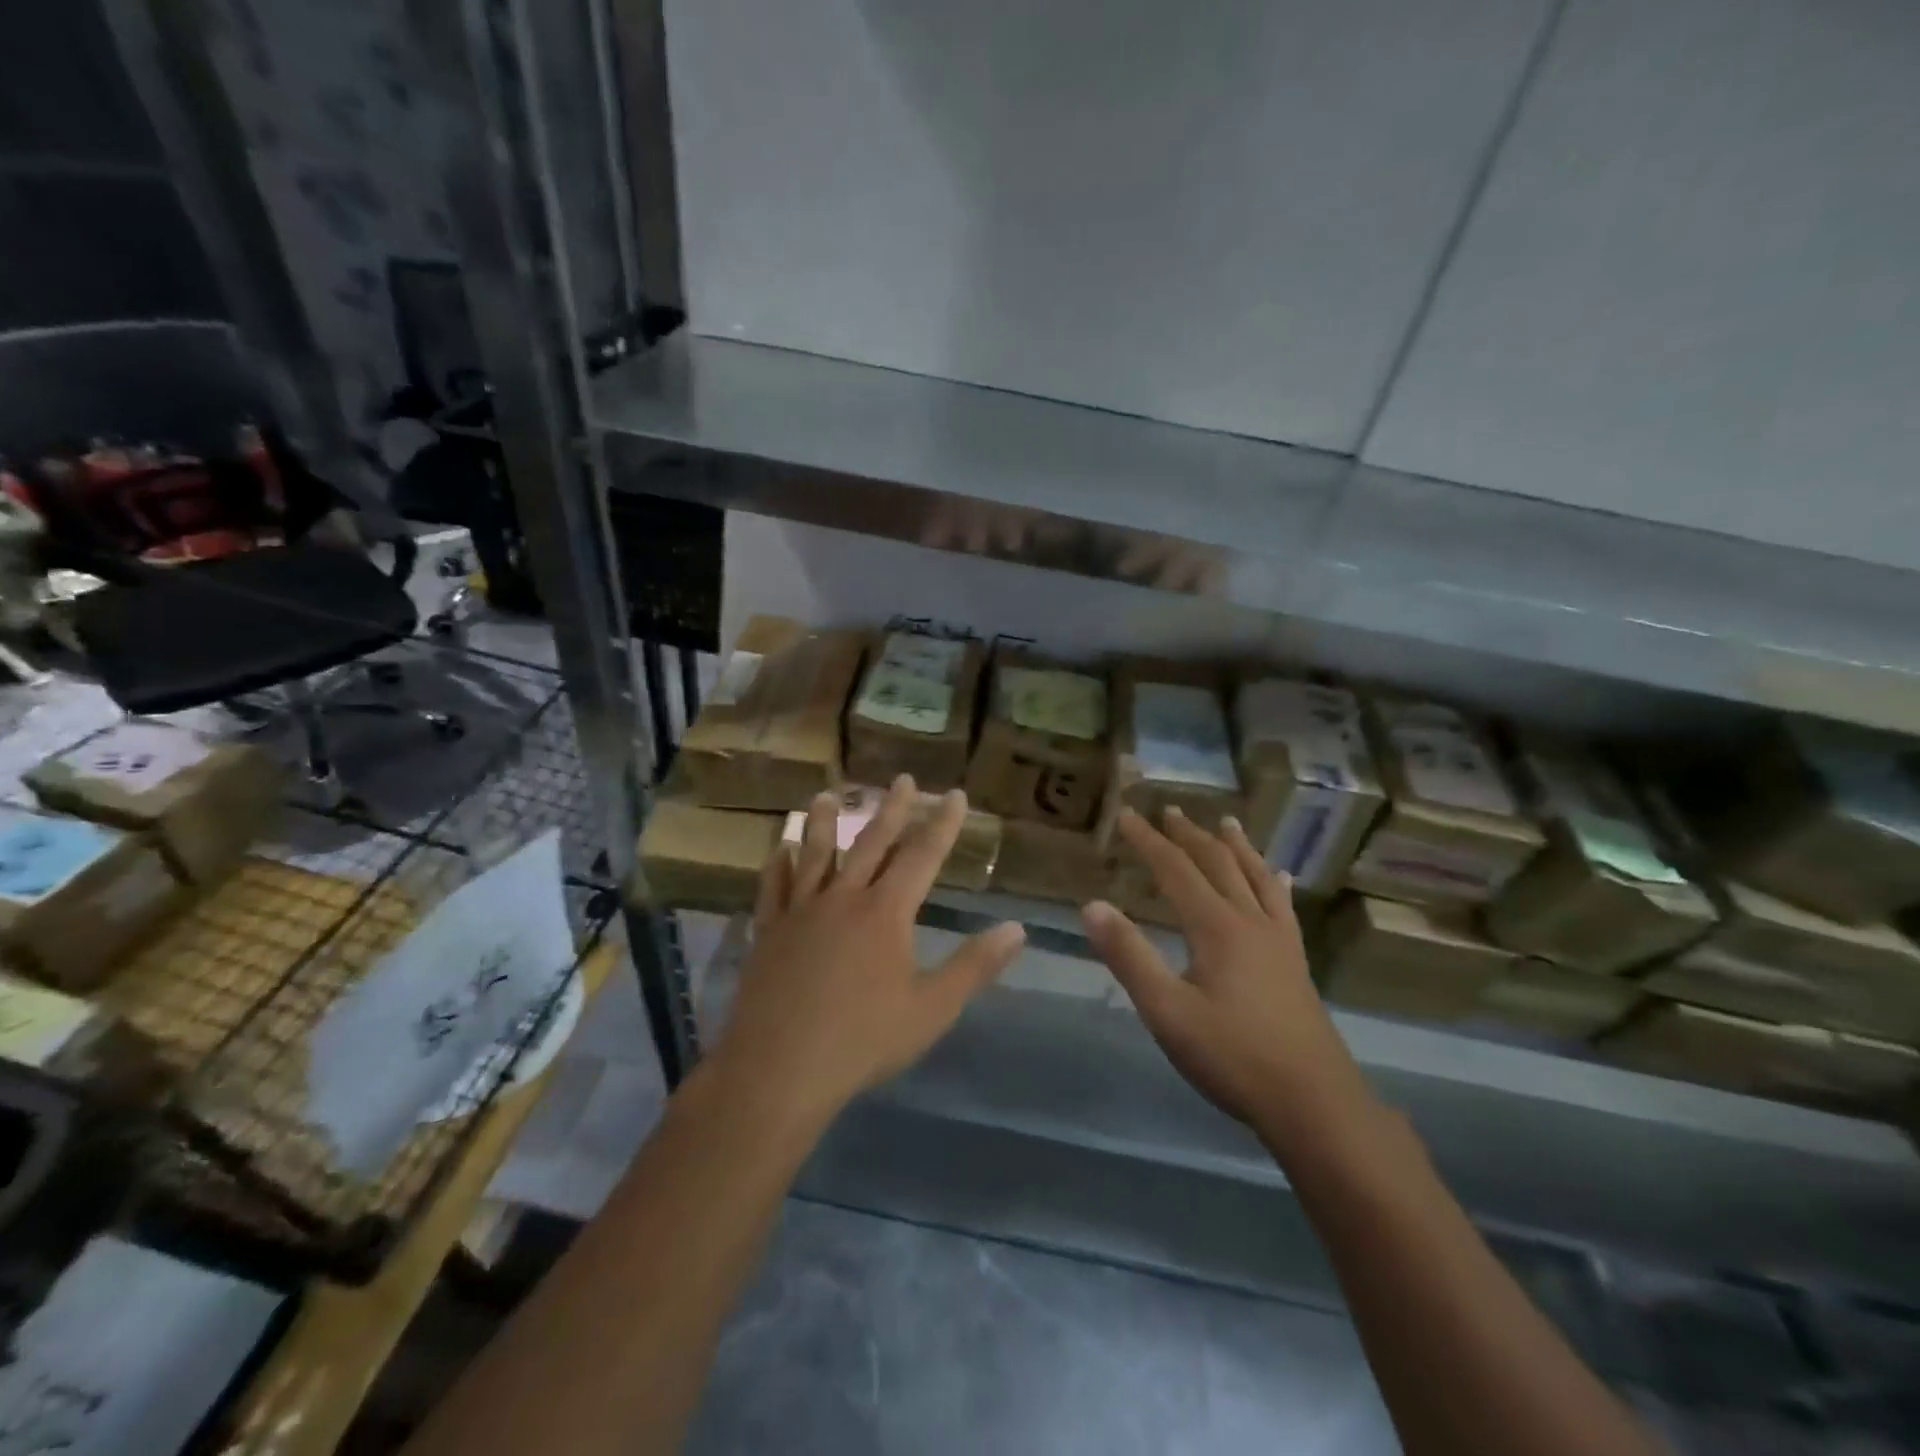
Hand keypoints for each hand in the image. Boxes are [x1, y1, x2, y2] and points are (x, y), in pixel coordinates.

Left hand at [709, 776, 1026, 1130]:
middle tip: (901, 779)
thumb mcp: (932, 1008)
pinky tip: (780, 850)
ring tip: (828, 795)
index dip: (941, 824)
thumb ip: (974, 966)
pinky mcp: (769, 932)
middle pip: (871, 843)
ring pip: (816, 855)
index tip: (954, 794)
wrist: (780, 1068)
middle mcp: (843, 898)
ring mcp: (801, 912)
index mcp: (886, 912)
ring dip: (825, 823)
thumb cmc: (863, 1040)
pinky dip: (778, 865)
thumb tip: (1017, 928)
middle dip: (891, 809)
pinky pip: (773, 888)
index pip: (922, 856)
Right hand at [1082, 808, 1377, 1143]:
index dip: (1148, 840)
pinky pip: (1284, 907)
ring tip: (1226, 823)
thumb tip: (1091, 905)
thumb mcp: (1166, 1010)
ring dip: (1237, 847)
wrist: (1313, 1102)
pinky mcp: (1296, 962)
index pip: (1175, 869)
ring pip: (1256, 877)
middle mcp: (1250, 921)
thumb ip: (1129, 956)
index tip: (1126, 815)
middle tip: (1169, 811)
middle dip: (1190, 835)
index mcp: (1216, 927)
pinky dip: (1275, 883)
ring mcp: (1279, 940)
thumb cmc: (1232, 1056)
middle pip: (1218, 864)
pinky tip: (1280, 878)